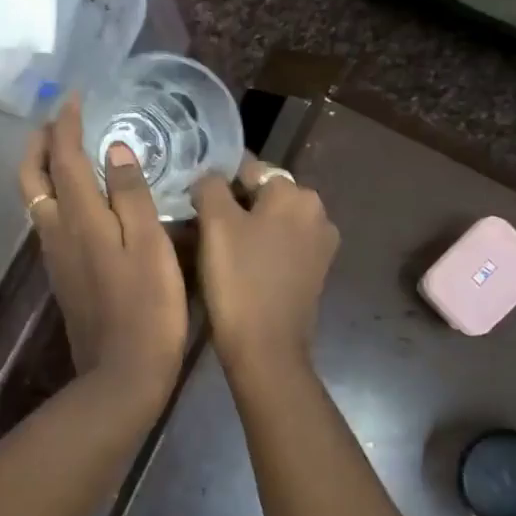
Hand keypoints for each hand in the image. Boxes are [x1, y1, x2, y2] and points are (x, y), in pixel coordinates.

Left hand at [19, 98, 187, 403]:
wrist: (122, 373)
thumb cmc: (148, 307)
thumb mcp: (150, 245)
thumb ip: (131, 195)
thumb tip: (115, 150)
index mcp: (79, 217)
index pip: (64, 157)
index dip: (66, 124)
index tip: (74, 98)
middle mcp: (56, 230)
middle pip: (32, 176)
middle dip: (40, 142)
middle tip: (59, 120)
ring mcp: (55, 255)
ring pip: (35, 198)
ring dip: (44, 167)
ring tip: (68, 150)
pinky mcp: (62, 274)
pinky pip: (48, 219)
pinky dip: (55, 194)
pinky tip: (80, 197)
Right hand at [192, 155, 339, 375]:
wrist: (266, 347)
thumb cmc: (238, 280)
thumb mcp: (215, 223)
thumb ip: (210, 186)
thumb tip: (210, 178)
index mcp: (296, 193)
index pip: (249, 168)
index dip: (217, 182)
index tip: (194, 201)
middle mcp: (317, 212)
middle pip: (263, 195)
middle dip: (234, 205)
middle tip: (202, 227)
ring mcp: (320, 244)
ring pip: (272, 222)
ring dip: (247, 228)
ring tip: (217, 248)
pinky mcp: (315, 271)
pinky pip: (282, 246)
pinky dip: (261, 249)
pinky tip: (240, 267)